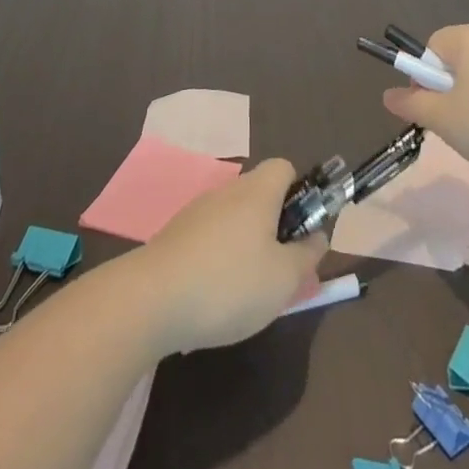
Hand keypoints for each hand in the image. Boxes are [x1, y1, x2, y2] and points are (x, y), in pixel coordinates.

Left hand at [133, 158, 328, 354]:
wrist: (150, 300)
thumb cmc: (229, 284)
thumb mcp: (283, 279)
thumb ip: (307, 256)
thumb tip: (318, 236)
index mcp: (257, 191)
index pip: (285, 168)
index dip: (300, 193)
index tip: (301, 231)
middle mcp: (227, 191)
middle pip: (260, 195)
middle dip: (274, 227)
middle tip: (280, 270)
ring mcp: (197, 212)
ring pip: (234, 219)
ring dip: (246, 245)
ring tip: (247, 291)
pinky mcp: (174, 236)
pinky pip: (209, 238)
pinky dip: (218, 260)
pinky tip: (213, 297)